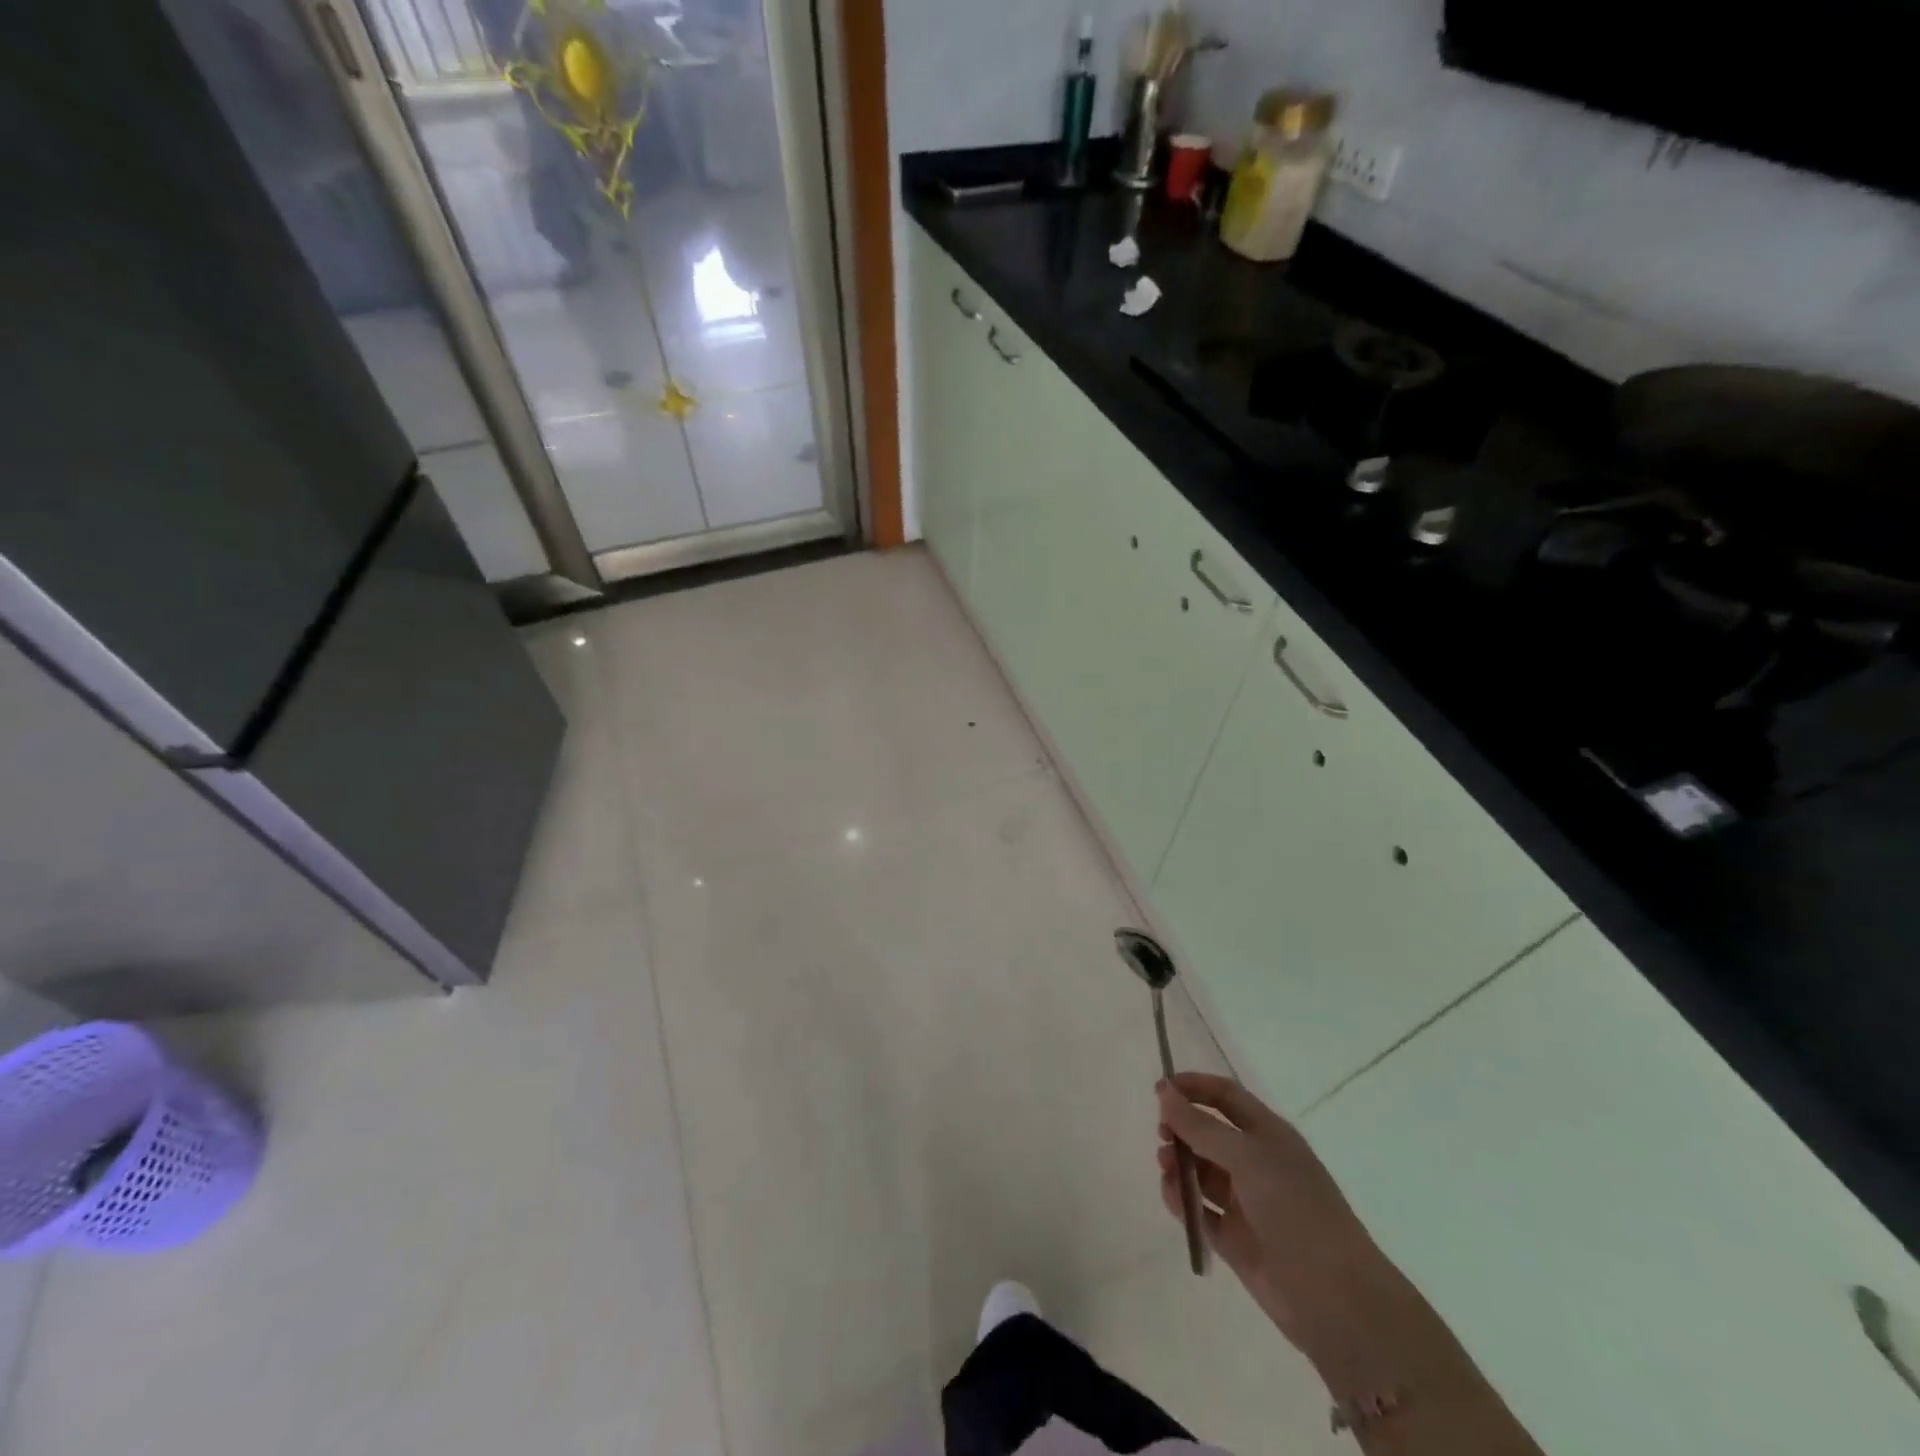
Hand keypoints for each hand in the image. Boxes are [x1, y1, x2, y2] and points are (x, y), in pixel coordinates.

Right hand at [1156, 1072, 1399, 1362]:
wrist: (1336, 1299)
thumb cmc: (1296, 1210)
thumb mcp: (1248, 1157)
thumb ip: (1201, 1126)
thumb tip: (1164, 1092)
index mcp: (1269, 1135)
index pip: (1226, 1096)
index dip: (1194, 1087)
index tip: (1160, 1090)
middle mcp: (1257, 1163)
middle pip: (1210, 1132)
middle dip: (1182, 1128)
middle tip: (1161, 1134)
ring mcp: (1246, 1203)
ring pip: (1202, 1172)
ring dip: (1179, 1164)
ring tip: (1165, 1167)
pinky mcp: (1236, 1240)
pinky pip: (1201, 1211)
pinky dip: (1182, 1201)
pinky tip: (1172, 1196)